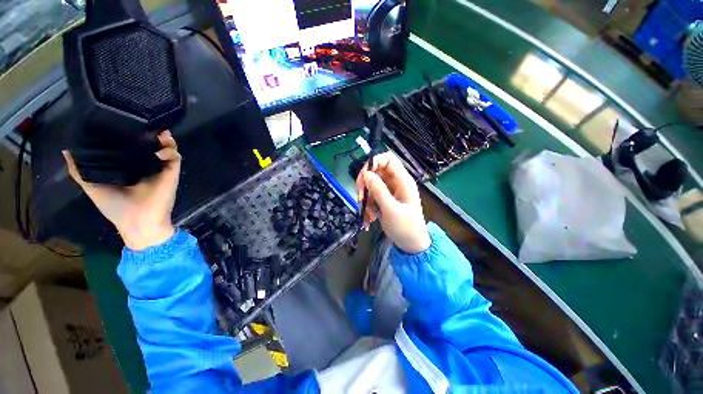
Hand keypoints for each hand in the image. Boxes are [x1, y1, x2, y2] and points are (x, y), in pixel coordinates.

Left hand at [63, 131, 180, 250]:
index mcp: (129, 167)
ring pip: (167, 148)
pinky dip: (170, 151)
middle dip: (150, 133)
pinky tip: (160, 149)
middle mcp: (146, 165)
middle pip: (150, 144)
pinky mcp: (171, 173)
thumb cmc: (114, 207)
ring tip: (158, 132)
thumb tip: (66, 149)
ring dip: (165, 139)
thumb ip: (80, 169)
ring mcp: (160, 169)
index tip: (123, 120)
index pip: (131, 146)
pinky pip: (175, 157)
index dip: (130, 133)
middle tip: (144, 122)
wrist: (136, 221)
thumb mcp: (91, 185)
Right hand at [356, 152, 430, 253]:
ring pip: (371, 184)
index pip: (388, 159)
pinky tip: (369, 217)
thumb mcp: (391, 210)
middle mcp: (396, 182)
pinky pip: (371, 195)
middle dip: (365, 183)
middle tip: (360, 197)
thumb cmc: (406, 228)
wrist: (411, 244)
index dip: (374, 162)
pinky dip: (367, 205)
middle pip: (376, 171)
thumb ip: (379, 191)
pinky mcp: (384, 199)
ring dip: (365, 198)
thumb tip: (366, 174)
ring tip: (367, 214)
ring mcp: (390, 191)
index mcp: (403, 181)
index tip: (363, 176)